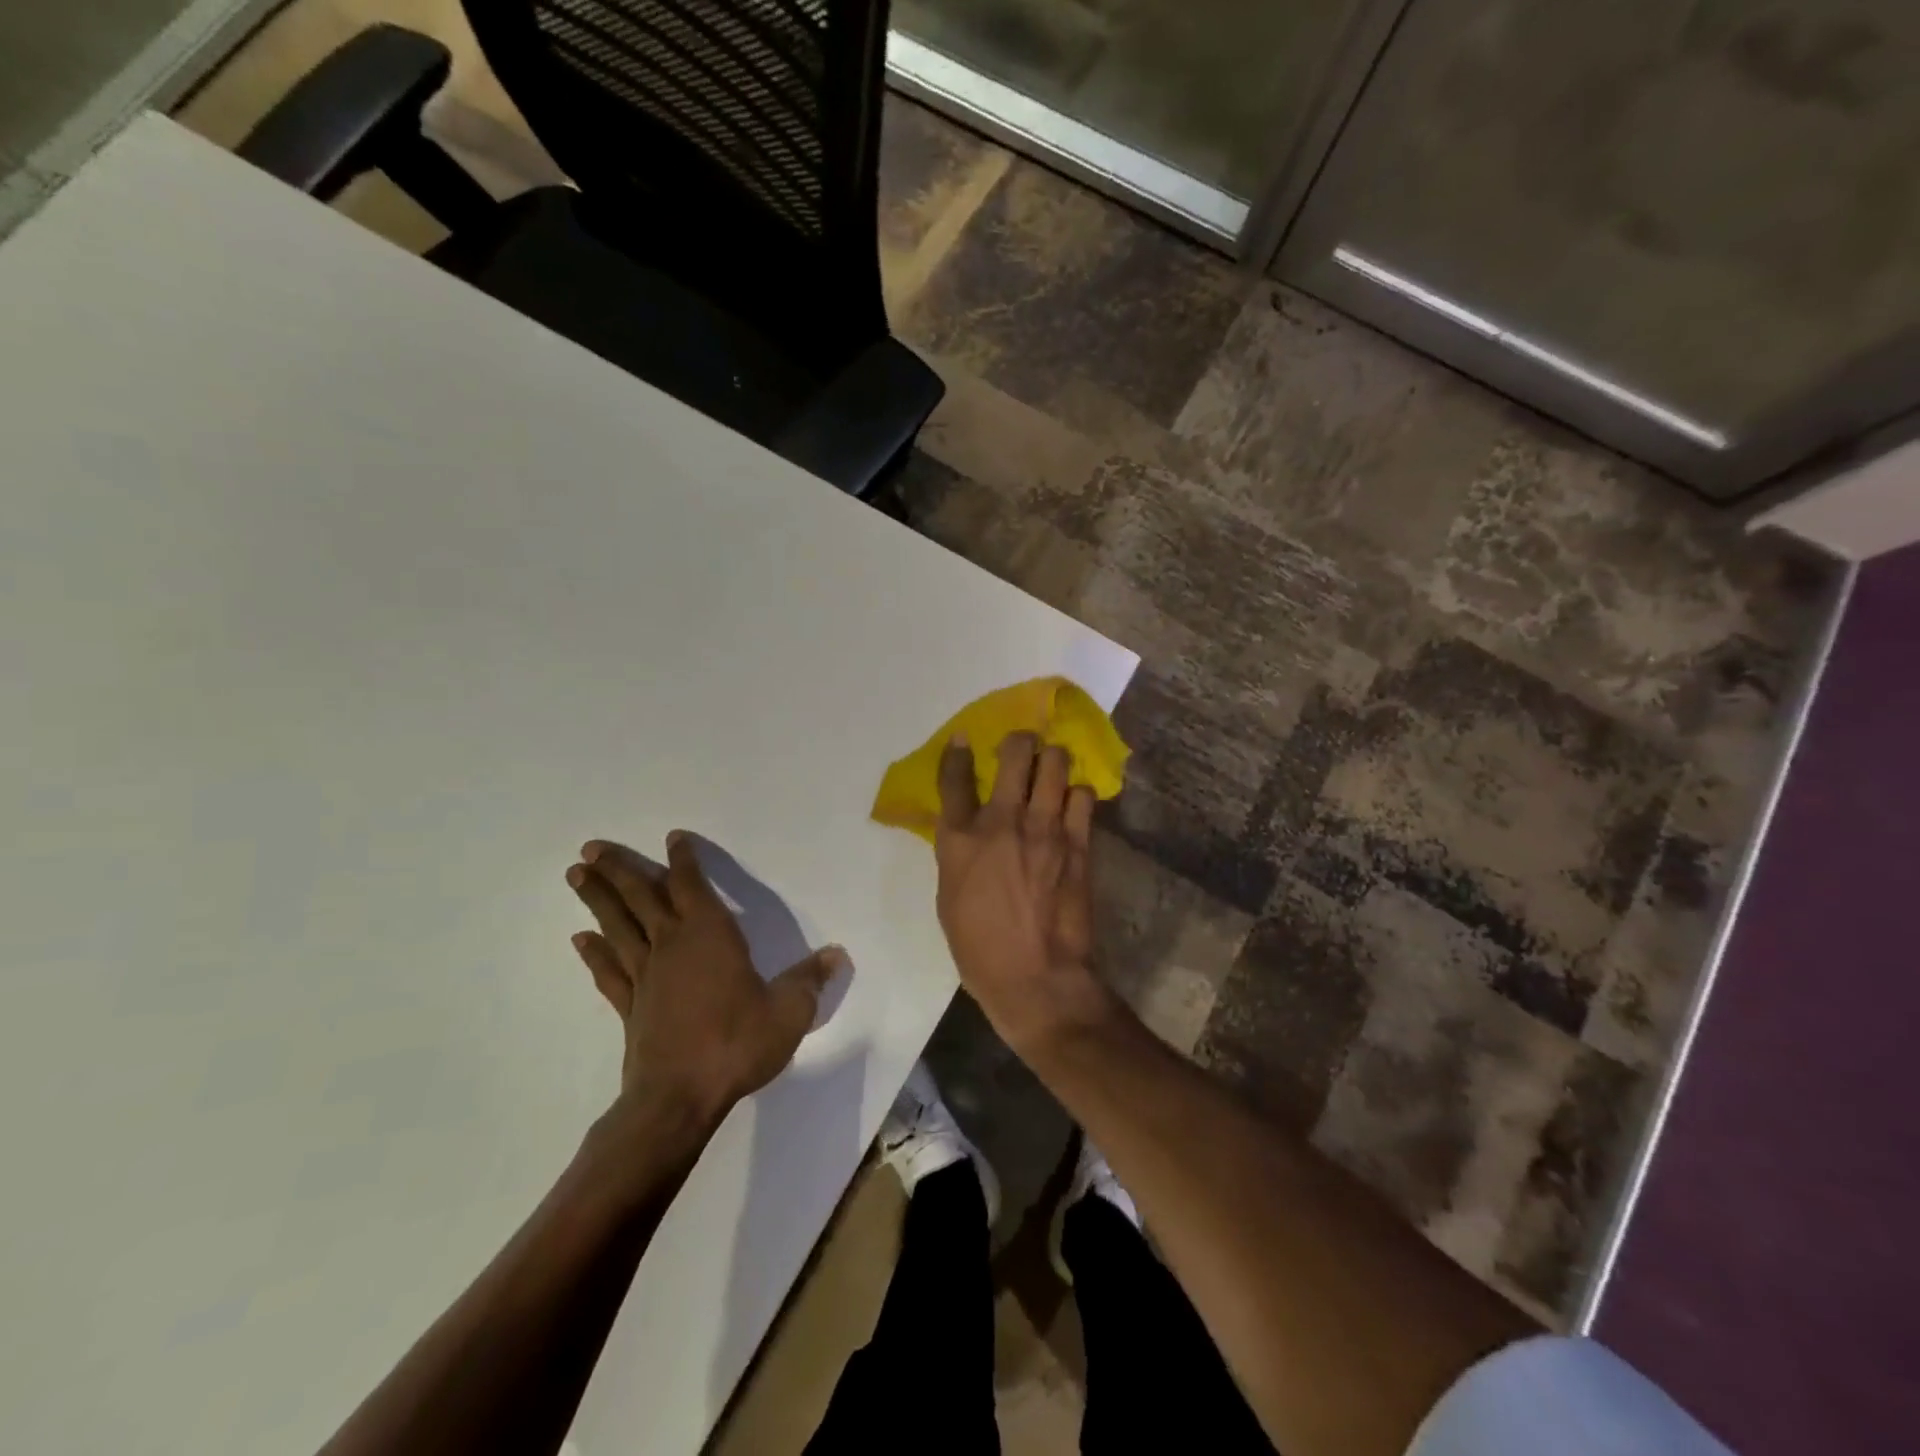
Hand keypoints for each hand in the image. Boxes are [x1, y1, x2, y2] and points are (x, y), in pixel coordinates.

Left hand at [567, 834, 844, 1127]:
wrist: (679, 1098)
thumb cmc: (737, 1043)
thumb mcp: (788, 1011)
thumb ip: (809, 979)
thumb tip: (837, 954)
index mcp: (710, 935)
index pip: (692, 885)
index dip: (683, 859)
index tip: (672, 837)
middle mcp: (673, 945)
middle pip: (641, 897)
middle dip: (618, 869)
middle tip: (591, 847)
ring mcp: (646, 975)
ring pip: (617, 926)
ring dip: (597, 899)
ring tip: (575, 874)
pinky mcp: (630, 1006)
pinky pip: (608, 970)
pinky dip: (593, 953)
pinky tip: (579, 938)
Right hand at [934, 732, 1112, 1052]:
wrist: (1036, 978)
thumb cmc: (979, 948)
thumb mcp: (949, 896)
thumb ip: (957, 853)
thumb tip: (966, 828)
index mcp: (960, 839)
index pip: (955, 778)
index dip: (958, 753)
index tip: (964, 740)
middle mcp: (1002, 822)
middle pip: (1015, 753)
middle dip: (1020, 742)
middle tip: (1022, 749)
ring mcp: (1045, 829)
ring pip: (1056, 764)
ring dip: (1052, 760)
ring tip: (1051, 769)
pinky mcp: (1078, 843)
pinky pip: (1084, 797)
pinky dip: (1077, 794)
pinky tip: (1072, 804)